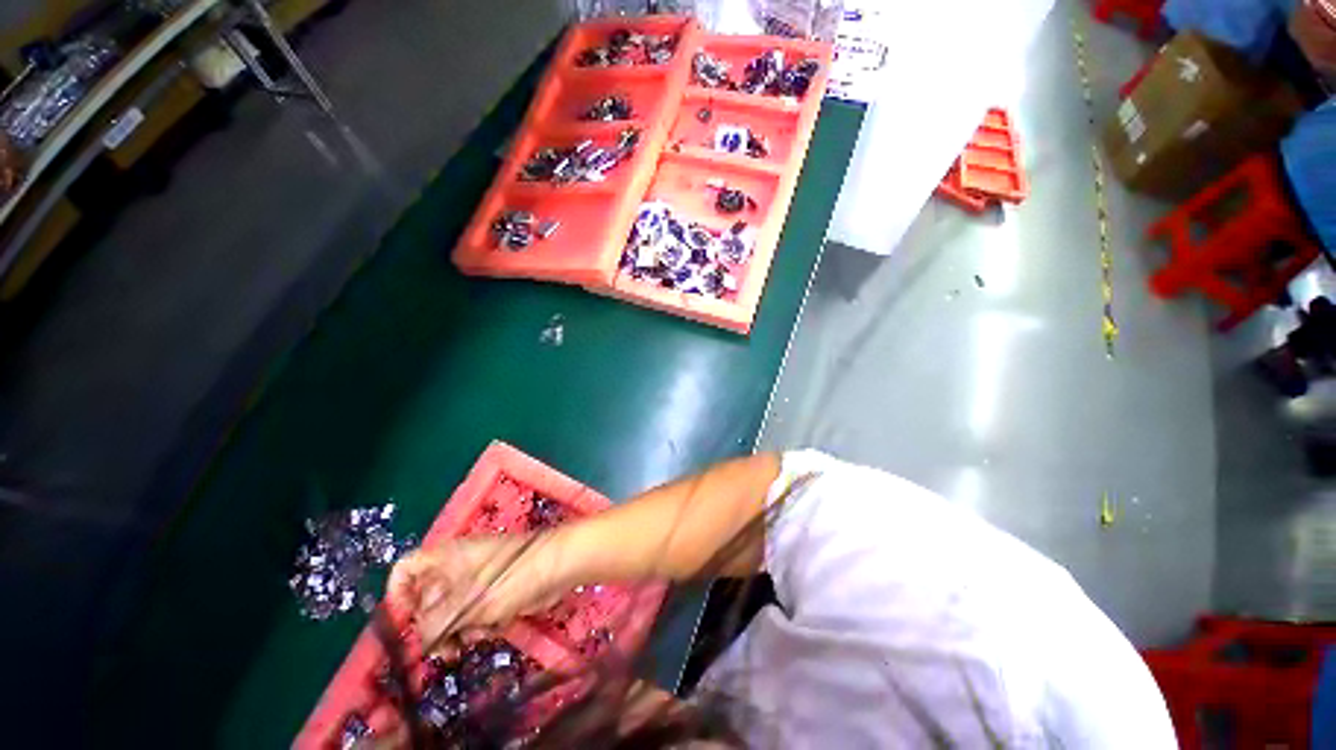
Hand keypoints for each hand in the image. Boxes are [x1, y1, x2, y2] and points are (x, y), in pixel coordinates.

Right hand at [387, 533, 566, 647]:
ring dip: (460, 630)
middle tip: (445, 648)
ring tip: (477, 633)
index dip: (397, 594)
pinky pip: (474, 615)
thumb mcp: (465, 605)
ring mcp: (477, 579)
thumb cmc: (508, 577)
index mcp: (445, 557)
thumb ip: (433, 626)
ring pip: (452, 613)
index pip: (405, 569)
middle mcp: (457, 566)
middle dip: (435, 627)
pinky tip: (496, 625)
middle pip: (428, 600)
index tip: (404, 622)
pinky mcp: (494, 592)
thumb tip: (421, 641)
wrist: (556, 566)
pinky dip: (481, 624)